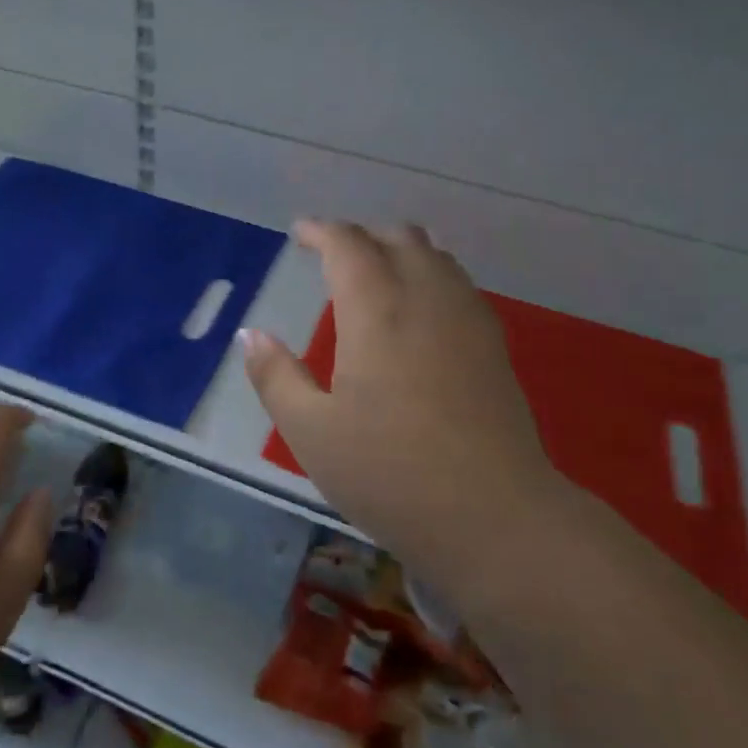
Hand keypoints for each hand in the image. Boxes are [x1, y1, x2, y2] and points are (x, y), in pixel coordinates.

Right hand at [241, 220, 560, 599]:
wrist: (495, 516)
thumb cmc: (390, 474)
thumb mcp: (312, 432)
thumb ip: (276, 376)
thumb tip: (251, 335)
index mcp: (376, 310)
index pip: (348, 244)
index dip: (321, 231)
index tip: (301, 234)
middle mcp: (426, 297)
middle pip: (398, 237)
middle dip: (361, 235)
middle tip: (333, 254)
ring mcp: (468, 318)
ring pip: (435, 255)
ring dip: (400, 249)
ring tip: (375, 271)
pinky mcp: (494, 343)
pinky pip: (458, 282)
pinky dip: (431, 273)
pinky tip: (419, 306)